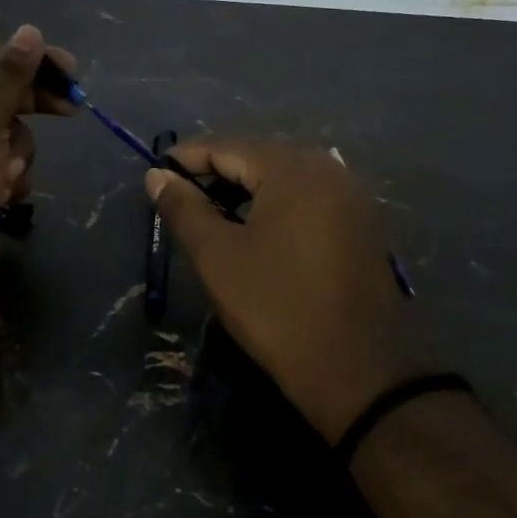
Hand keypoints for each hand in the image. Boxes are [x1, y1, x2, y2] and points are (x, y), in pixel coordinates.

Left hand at [0, 26, 76, 306]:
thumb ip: (12, 74)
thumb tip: (30, 31)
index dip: (27, 61)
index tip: (70, 70)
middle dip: (30, 107)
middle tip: (73, 108)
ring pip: (6, 130)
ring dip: (17, 151)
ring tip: (7, 173)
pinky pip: (1, 160)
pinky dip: (10, 175)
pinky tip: (5, 193)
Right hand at [145, 139, 421, 442]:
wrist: (358, 371)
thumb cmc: (277, 308)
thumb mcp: (218, 257)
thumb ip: (184, 209)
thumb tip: (157, 176)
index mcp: (294, 169)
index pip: (228, 146)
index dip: (187, 159)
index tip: (155, 175)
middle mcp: (329, 169)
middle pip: (259, 156)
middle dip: (216, 172)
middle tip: (179, 198)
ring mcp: (351, 196)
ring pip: (285, 177)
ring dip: (245, 189)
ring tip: (210, 215)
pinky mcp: (361, 223)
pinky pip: (308, 197)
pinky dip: (275, 204)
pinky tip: (254, 228)